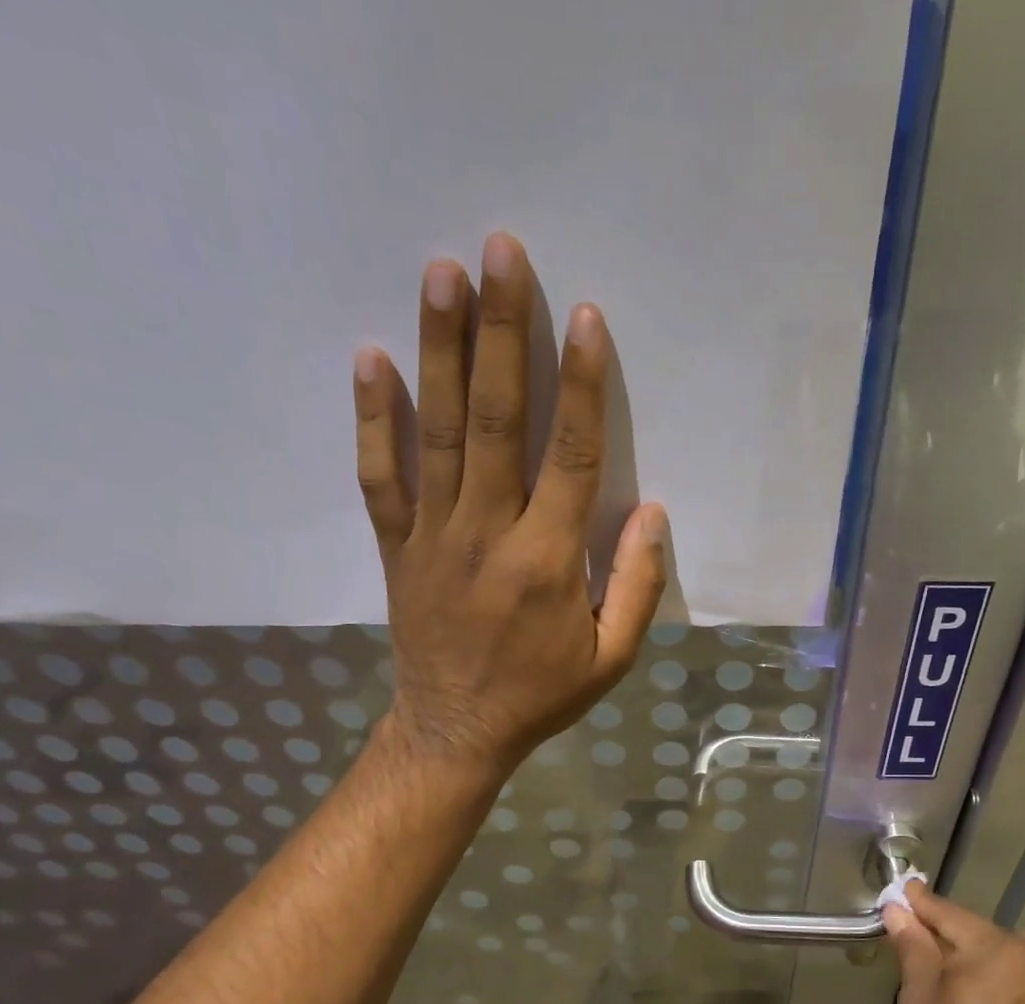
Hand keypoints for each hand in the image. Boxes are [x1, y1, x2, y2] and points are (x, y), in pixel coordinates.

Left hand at [351, 231, 666, 773]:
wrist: (455, 731)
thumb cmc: (541, 695)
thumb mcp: (611, 659)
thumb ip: (637, 588)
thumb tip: (652, 513)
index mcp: (548, 562)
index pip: (572, 458)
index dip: (582, 386)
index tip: (583, 318)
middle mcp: (489, 534)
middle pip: (498, 421)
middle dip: (503, 333)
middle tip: (503, 252)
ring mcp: (434, 536)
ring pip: (439, 432)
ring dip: (441, 350)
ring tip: (442, 273)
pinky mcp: (396, 546)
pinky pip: (380, 475)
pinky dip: (373, 418)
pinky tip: (371, 357)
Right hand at [884, 884, 1024, 1003]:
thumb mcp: (918, 1000)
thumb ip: (913, 946)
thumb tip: (900, 909)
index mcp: (995, 948)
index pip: (950, 914)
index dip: (921, 906)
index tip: (903, 894)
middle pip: (985, 933)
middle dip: (954, 937)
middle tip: (924, 950)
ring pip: (1021, 952)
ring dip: (996, 957)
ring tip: (971, 981)